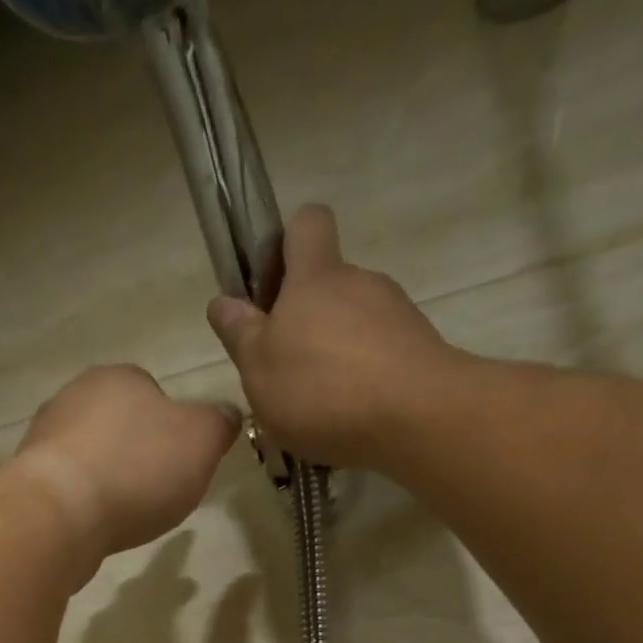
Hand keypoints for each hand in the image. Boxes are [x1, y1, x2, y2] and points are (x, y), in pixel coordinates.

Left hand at [11, 364, 238, 566]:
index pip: (153, 391)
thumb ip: (218, 423)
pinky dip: (85, 502)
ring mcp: (44, 437)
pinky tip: (96, 524)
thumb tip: (226, 413)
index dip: (172, 427)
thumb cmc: (137, 468)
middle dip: (137, 453)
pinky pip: (68, 486)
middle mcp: (74, 396)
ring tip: (126, 512)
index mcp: (119, 377)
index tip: (181, 461)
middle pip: (118, 424)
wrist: (59, 514)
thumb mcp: (202, 440)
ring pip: (90, 455)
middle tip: (158, 489)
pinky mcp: (28, 479)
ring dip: (108, 479)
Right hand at [207, 204, 470, 469]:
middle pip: (327, 285)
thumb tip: (222, 302)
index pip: (306, 224)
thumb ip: (240, 333)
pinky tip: (348, 419)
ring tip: (316, 407)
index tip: (269, 285)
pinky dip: (361, 380)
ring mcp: (396, 315)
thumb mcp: (258, 367)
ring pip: (353, 325)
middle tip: (282, 370)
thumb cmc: (321, 388)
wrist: (415, 417)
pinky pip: (378, 357)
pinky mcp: (419, 351)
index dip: (285, 244)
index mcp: (315, 277)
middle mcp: (360, 283)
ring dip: (332, 355)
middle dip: (303, 320)